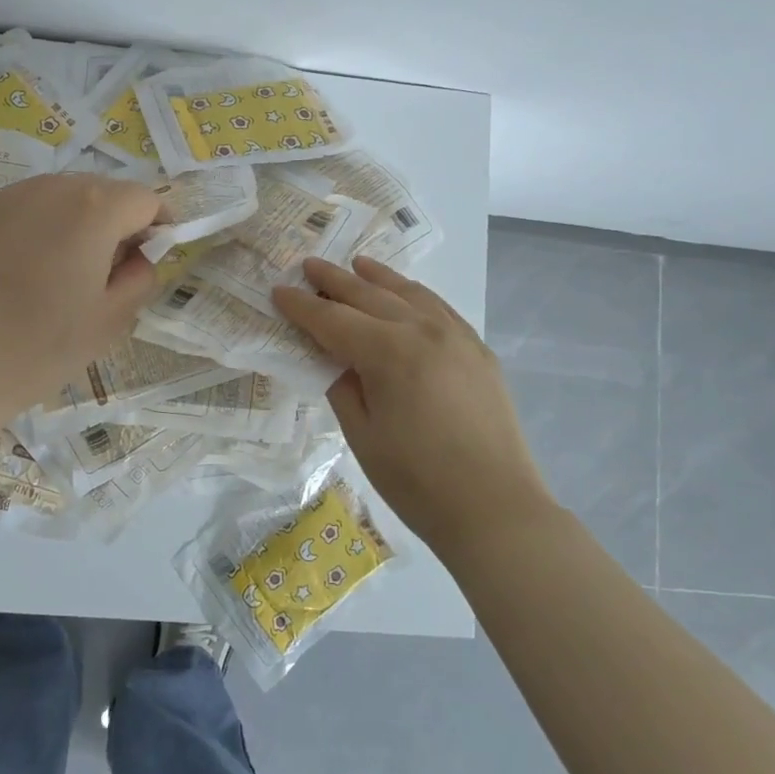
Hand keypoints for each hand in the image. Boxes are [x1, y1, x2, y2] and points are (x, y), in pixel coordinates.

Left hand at [0, 172, 164, 412]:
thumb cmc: (43, 345)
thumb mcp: (113, 318)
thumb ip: (142, 275)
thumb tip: (140, 255)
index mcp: (95, 208)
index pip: (146, 199)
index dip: (158, 226)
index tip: (152, 258)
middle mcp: (54, 187)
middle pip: (105, 191)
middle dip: (119, 222)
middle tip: (110, 272)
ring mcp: (12, 195)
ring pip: (66, 195)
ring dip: (80, 221)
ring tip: (66, 271)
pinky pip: (30, 207)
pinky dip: (44, 225)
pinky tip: (29, 268)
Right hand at [273, 257, 555, 555]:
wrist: (496, 509)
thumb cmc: (418, 481)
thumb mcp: (362, 436)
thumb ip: (342, 386)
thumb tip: (335, 359)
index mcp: (389, 353)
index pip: (333, 320)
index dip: (302, 307)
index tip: (278, 291)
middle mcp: (423, 331)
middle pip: (370, 295)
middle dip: (335, 280)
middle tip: (308, 265)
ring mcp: (457, 337)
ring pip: (409, 293)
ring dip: (378, 277)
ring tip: (356, 264)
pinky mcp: (478, 350)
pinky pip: (439, 308)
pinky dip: (415, 294)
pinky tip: (406, 292)